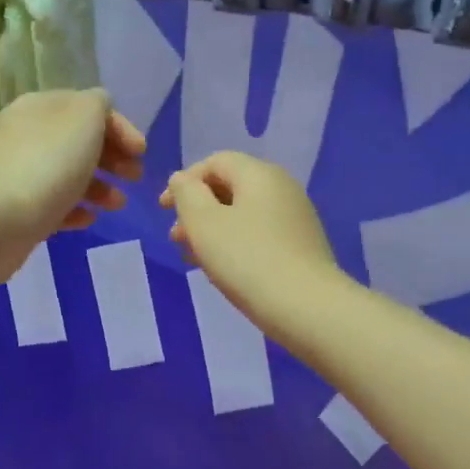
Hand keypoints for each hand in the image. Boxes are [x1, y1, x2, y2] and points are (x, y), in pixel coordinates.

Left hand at [0, 87, 144, 251]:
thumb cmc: (48, 164)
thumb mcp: (84, 119)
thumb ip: (98, 106)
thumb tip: (99, 110)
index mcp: (40, 107)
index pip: (87, 107)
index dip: (120, 127)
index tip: (141, 153)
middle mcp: (25, 134)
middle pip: (77, 141)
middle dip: (111, 158)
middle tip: (133, 178)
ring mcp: (16, 173)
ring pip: (66, 174)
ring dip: (98, 187)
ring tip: (116, 205)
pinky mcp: (15, 210)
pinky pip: (51, 204)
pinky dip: (74, 209)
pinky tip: (88, 219)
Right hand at [161, 151, 344, 337]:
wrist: (305, 307)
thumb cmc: (247, 259)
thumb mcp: (204, 223)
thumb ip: (186, 194)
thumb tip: (182, 180)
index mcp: (259, 174)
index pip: (215, 161)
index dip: (184, 181)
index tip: (164, 210)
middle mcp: (282, 187)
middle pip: (230, 186)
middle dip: (197, 209)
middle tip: (176, 238)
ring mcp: (295, 217)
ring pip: (243, 214)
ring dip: (212, 230)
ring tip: (194, 258)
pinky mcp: (301, 246)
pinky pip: (259, 234)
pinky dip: (234, 243)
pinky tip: (223, 270)